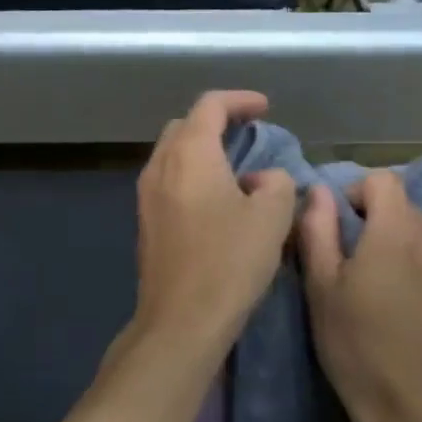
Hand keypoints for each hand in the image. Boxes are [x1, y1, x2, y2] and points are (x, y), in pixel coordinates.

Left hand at [131, 90, 296, 357]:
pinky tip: (216, 201)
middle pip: (184, 127)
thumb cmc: (229, 262)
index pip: (209, 106)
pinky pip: (168, 183)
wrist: (181, 320)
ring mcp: (146, 197)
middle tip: (248, 134)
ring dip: (202, 152)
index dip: (239, 100)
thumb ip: (275, 183)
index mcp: (189, 154)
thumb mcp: (272, 216)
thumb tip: (260, 180)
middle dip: (216, 122)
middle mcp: (159, 167)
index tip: (264, 108)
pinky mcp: (145, 224)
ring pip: (172, 156)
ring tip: (235, 167)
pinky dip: (192, 176)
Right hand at [297, 171, 421, 421]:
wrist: (419, 414)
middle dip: (380, 227)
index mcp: (397, 232)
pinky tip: (420, 318)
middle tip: (358, 271)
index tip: (341, 228)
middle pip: (407, 211)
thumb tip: (317, 192)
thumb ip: (317, 230)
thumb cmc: (358, 348)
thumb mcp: (321, 289)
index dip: (356, 195)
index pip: (383, 181)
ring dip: (408, 253)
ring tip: (390, 296)